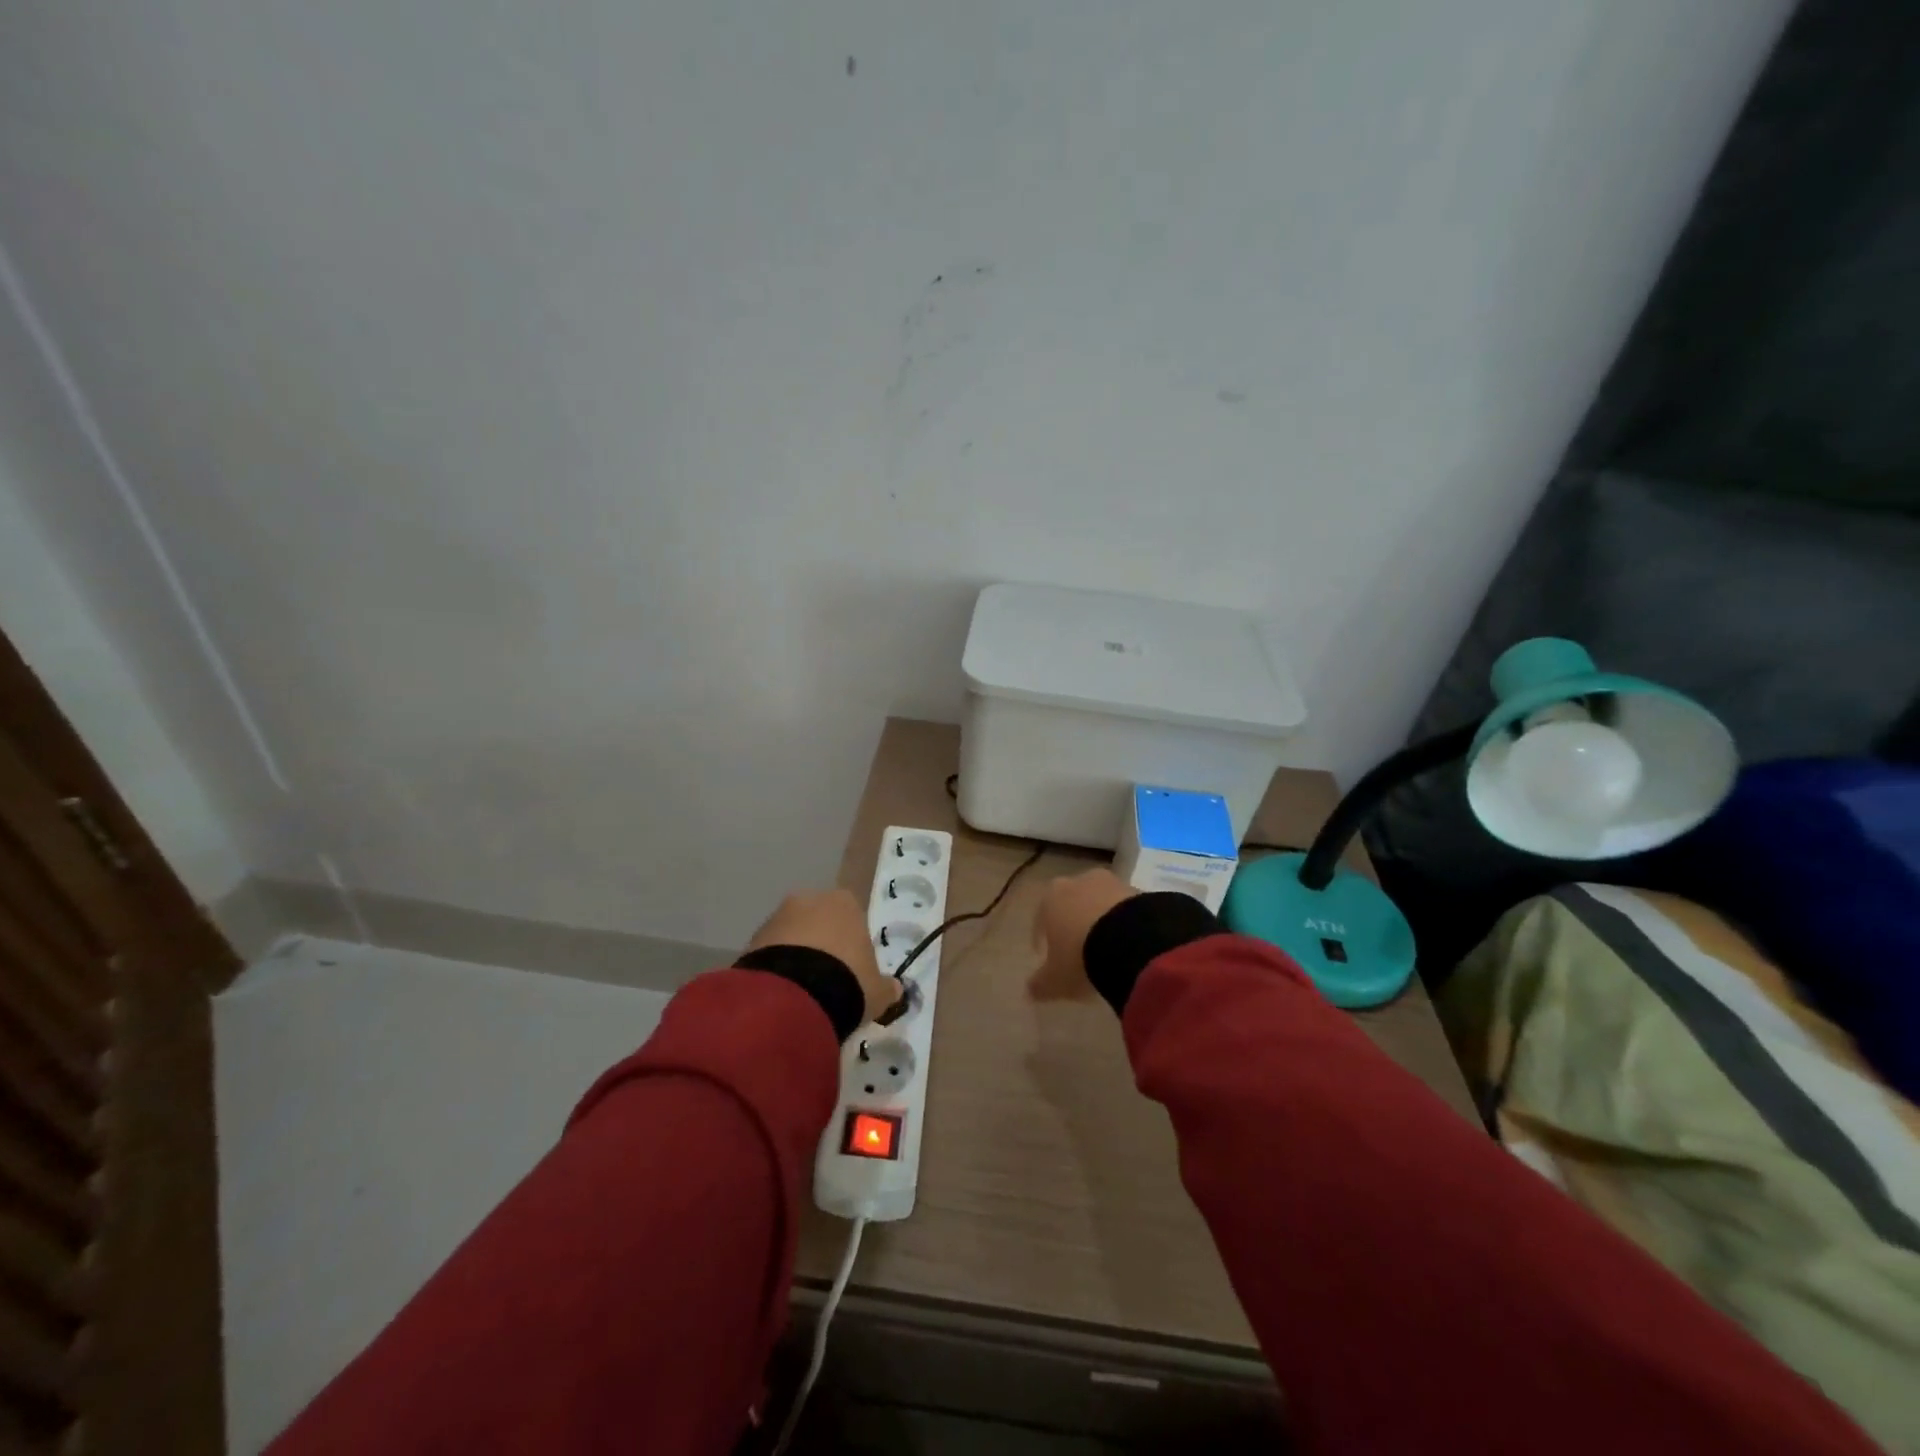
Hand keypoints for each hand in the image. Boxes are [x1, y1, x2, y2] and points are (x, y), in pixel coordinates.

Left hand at [747, 889, 901, 1024]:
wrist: (793, 996)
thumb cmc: (847, 981)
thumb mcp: (877, 991)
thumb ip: (887, 988)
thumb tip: (896, 990)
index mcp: (845, 902)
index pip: (853, 917)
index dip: (853, 944)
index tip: (853, 970)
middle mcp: (809, 900)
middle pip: (819, 921)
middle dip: (822, 945)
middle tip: (827, 981)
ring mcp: (777, 917)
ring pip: (792, 935)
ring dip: (797, 956)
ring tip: (802, 993)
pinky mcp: (752, 939)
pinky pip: (771, 952)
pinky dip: (777, 968)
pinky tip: (783, 994)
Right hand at [1028, 868, 1137, 1001]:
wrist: (1132, 942)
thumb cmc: (1081, 956)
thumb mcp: (1055, 979)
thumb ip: (1040, 984)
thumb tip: (1030, 991)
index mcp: (1051, 897)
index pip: (1041, 916)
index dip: (1042, 937)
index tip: (1045, 955)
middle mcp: (1078, 882)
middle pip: (1072, 904)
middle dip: (1073, 924)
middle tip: (1078, 950)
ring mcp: (1111, 883)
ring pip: (1099, 903)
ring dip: (1100, 921)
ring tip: (1107, 949)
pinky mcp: (1139, 891)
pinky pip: (1125, 909)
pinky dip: (1123, 923)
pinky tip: (1128, 945)